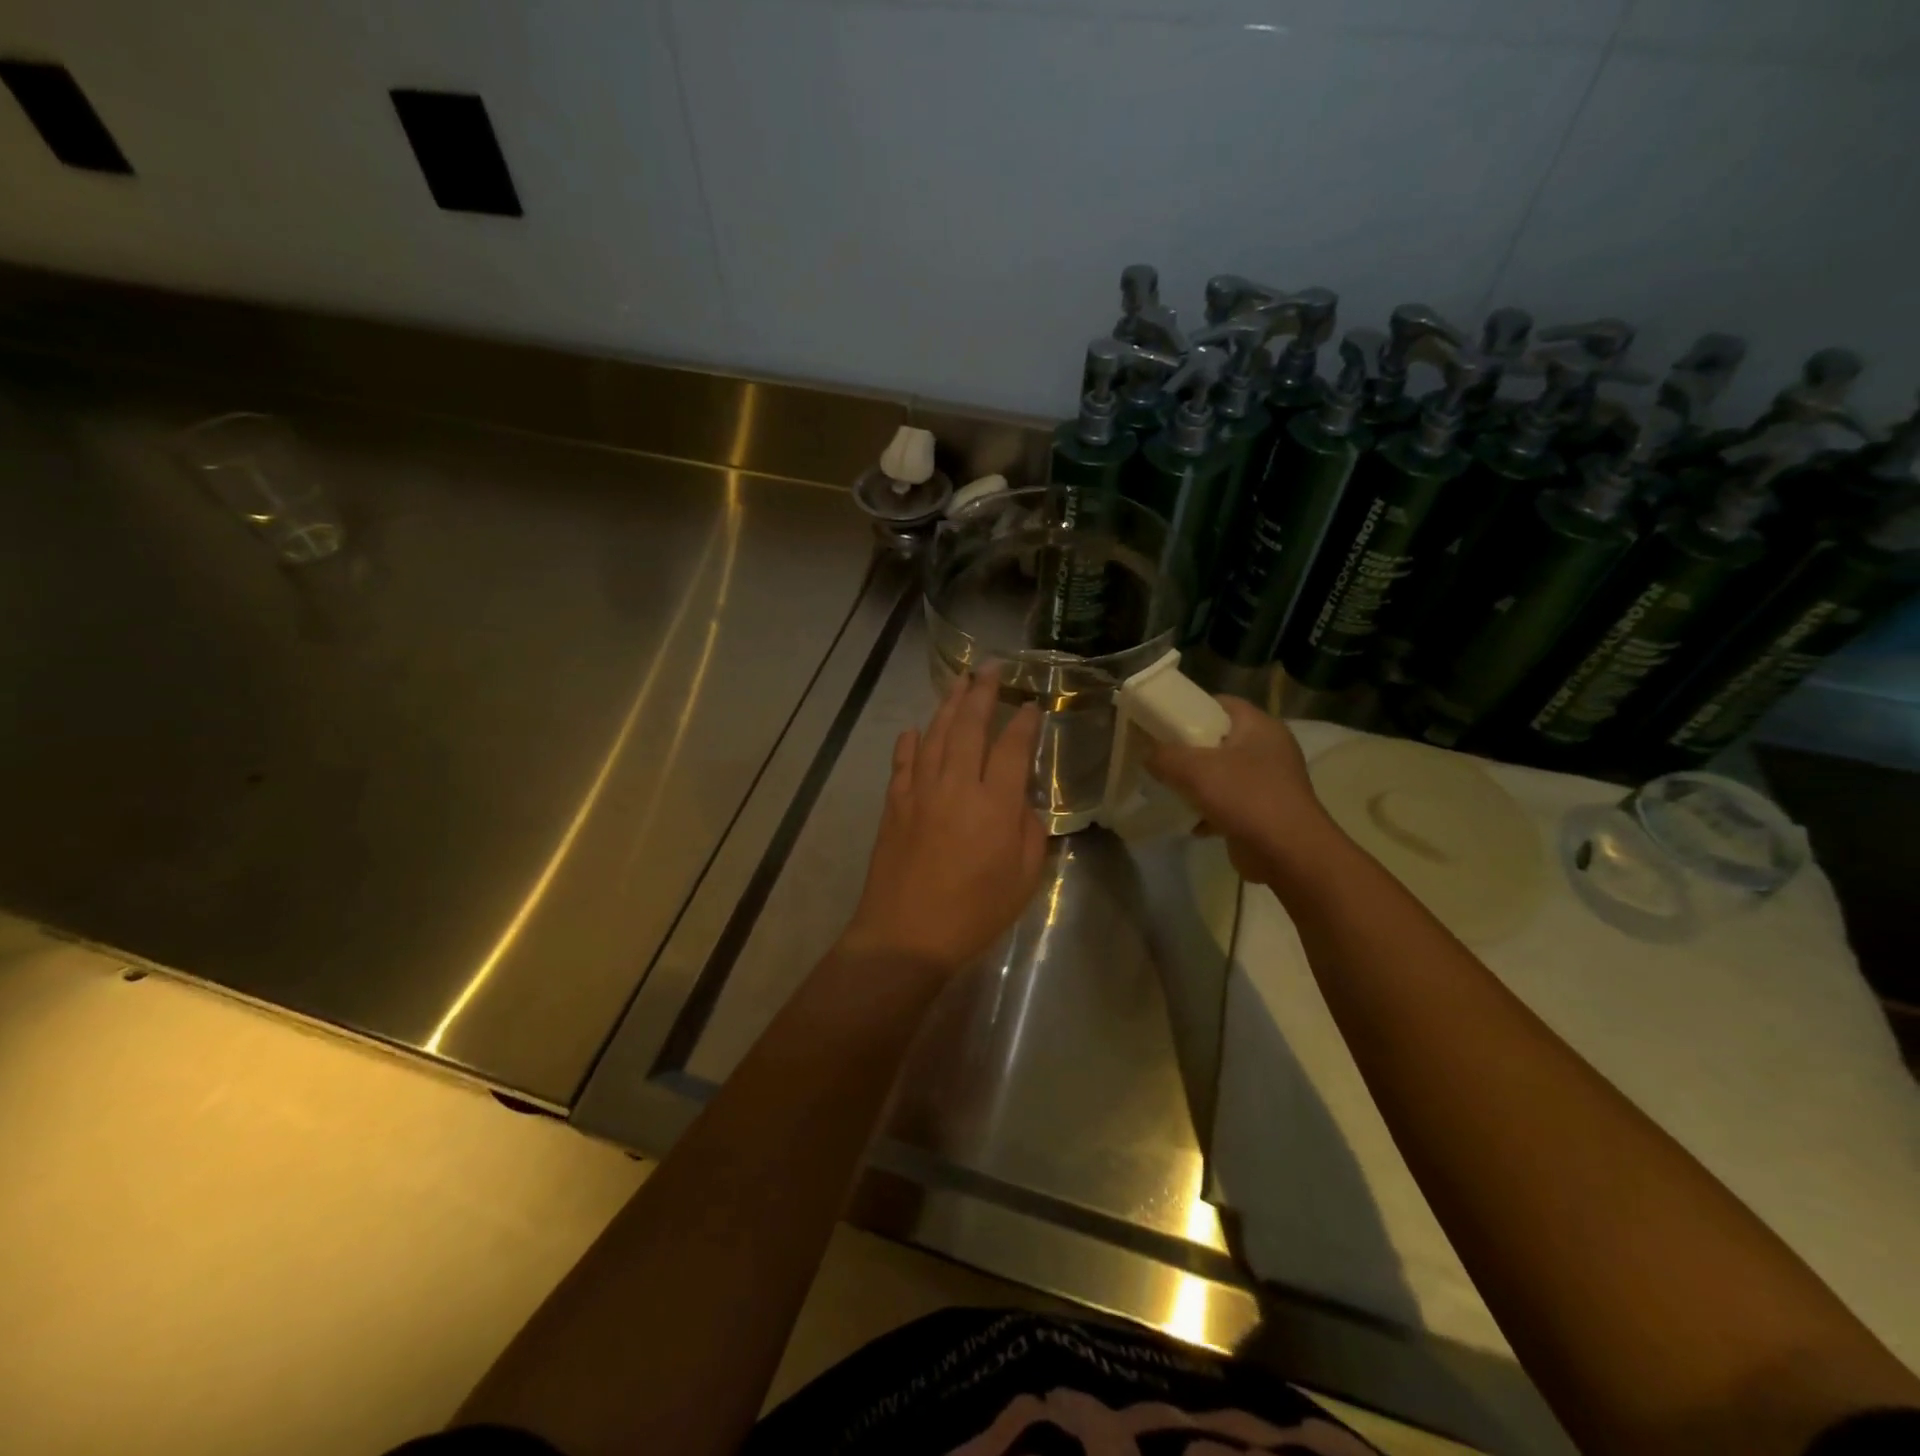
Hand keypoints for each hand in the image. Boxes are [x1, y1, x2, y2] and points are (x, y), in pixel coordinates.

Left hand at [840, 671, 1047, 974]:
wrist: (906, 934)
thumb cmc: (974, 913)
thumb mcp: (1024, 879)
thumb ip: (1029, 832)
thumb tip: (1019, 801)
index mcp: (994, 804)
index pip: (1012, 748)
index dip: (1023, 722)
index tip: (1031, 705)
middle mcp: (956, 786)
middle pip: (969, 726)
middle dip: (983, 692)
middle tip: (992, 668)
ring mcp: (920, 791)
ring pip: (935, 735)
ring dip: (948, 705)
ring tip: (959, 682)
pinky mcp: (894, 804)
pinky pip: (902, 762)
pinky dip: (909, 742)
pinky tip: (914, 730)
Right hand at [1146, 695, 1331, 885]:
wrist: (1288, 853)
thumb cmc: (1245, 797)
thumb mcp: (1194, 769)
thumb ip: (1164, 756)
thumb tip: (1148, 755)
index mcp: (1260, 726)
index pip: (1220, 703)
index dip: (1189, 708)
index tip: (1161, 722)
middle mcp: (1269, 749)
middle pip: (1219, 739)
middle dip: (1188, 748)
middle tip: (1159, 755)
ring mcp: (1270, 782)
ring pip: (1223, 773)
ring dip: (1197, 782)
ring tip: (1169, 788)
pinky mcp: (1265, 811)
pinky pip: (1230, 803)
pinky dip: (1209, 810)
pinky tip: (1190, 823)